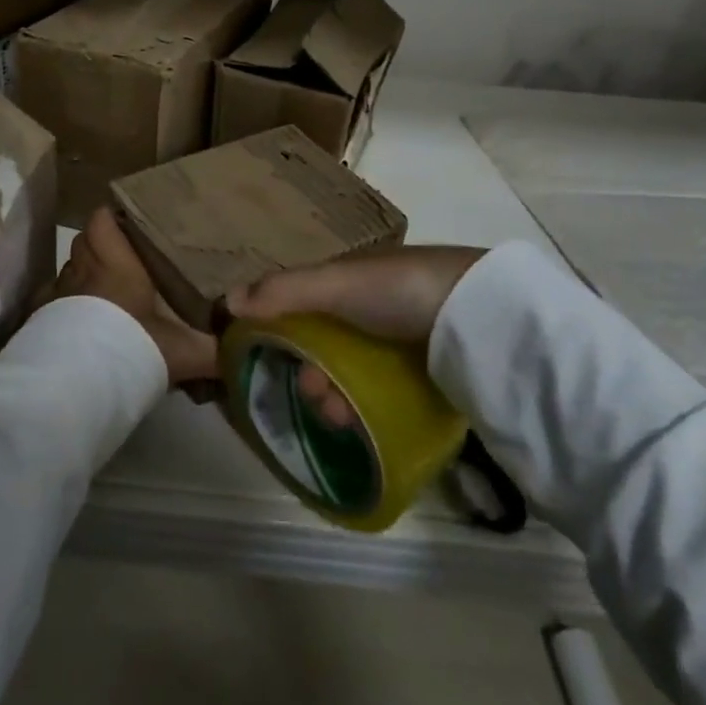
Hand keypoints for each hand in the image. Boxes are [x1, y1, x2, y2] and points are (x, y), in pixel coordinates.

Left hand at [54, 208, 218, 386]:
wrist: (80, 383)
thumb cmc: (133, 349)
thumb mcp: (185, 351)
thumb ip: (217, 348)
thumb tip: (248, 349)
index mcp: (115, 264)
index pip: (102, 220)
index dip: (112, 219)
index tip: (130, 226)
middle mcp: (83, 270)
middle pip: (84, 242)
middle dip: (100, 246)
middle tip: (124, 261)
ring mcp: (58, 294)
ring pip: (69, 270)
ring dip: (83, 276)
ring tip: (104, 294)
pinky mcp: (41, 319)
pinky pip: (53, 300)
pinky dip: (64, 305)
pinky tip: (79, 322)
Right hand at [225, 245, 486, 427]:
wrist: (481, 316)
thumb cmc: (399, 290)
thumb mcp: (336, 284)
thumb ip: (282, 292)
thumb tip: (224, 303)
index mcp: (348, 280)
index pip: (299, 303)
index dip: (276, 329)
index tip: (260, 358)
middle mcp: (369, 306)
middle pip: (322, 343)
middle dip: (307, 371)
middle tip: (310, 396)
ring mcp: (399, 340)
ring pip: (348, 371)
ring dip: (332, 394)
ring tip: (336, 418)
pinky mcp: (424, 371)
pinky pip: (378, 390)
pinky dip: (362, 407)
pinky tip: (360, 424)